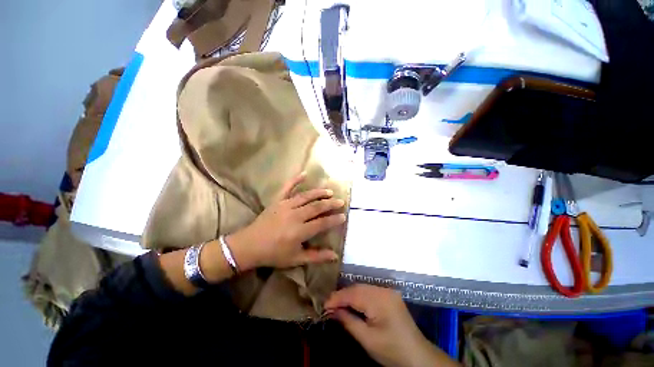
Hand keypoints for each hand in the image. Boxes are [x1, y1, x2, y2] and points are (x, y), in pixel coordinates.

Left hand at [227, 173, 345, 269]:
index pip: (322, 223)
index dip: (334, 220)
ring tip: (330, 192)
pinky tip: (304, 173)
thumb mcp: (296, 259)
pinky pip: (287, 188)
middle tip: (341, 201)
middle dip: (330, 204)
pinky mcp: (278, 201)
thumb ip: (316, 257)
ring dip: (319, 193)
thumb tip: (335, 255)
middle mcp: (295, 216)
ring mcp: (286, 206)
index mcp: (300, 231)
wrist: (249, 246)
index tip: (343, 216)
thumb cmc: (273, 254)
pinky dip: (295, 180)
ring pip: (306, 196)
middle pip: (316, 207)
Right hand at [325, 285, 458, 366]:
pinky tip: (352, 302)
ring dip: (349, 294)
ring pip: (363, 287)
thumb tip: (332, 311)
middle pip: (357, 288)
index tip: (324, 305)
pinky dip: (359, 295)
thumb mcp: (367, 340)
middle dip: (342, 295)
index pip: (353, 294)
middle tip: (329, 305)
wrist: (418, 356)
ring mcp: (388, 291)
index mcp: (380, 300)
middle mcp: (384, 290)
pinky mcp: (389, 295)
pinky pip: (370, 291)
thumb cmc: (392, 351)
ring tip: (338, 304)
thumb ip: (349, 322)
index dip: (337, 298)